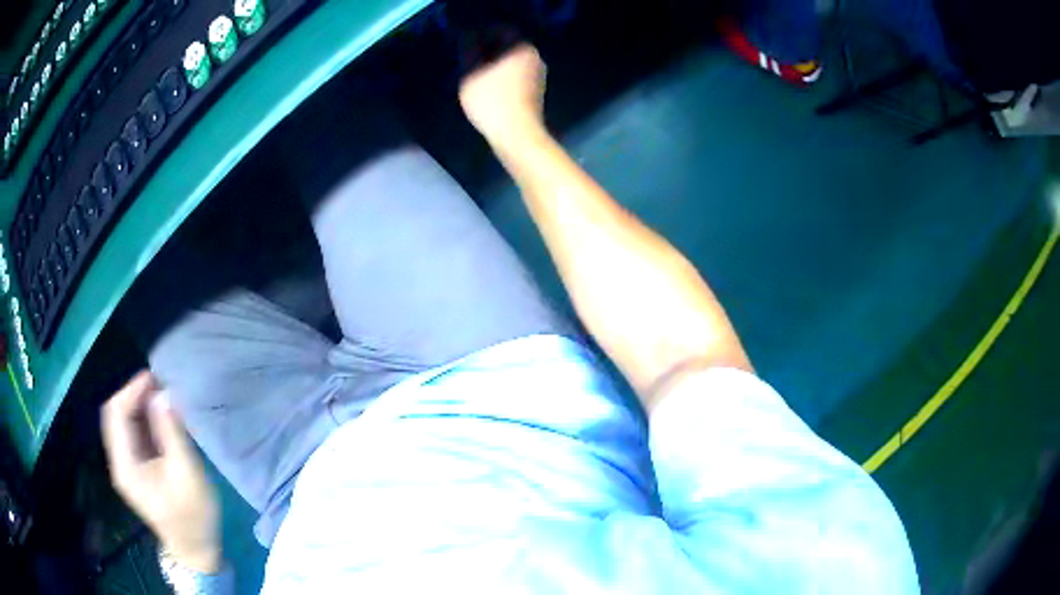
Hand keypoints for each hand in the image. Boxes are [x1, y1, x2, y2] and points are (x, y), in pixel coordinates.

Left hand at [101, 372, 220, 573]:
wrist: (196, 550)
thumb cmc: (192, 515)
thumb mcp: (186, 473)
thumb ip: (171, 433)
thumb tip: (164, 395)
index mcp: (125, 465)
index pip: (117, 414)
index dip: (132, 390)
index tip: (155, 378)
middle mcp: (119, 462)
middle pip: (115, 415)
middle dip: (134, 395)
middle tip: (160, 385)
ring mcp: (126, 466)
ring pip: (123, 423)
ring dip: (139, 406)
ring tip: (162, 396)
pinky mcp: (136, 470)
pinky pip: (132, 435)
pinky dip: (143, 420)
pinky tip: (159, 417)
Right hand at [459, 43, 547, 149]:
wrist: (517, 135)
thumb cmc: (492, 101)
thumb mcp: (471, 74)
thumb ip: (469, 52)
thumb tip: (468, 39)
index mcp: (522, 48)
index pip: (501, 30)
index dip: (481, 34)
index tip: (465, 43)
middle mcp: (535, 58)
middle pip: (508, 46)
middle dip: (488, 49)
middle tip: (467, 58)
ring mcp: (538, 76)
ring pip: (512, 61)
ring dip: (494, 64)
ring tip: (474, 74)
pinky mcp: (536, 92)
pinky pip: (516, 76)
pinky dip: (502, 77)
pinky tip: (488, 88)